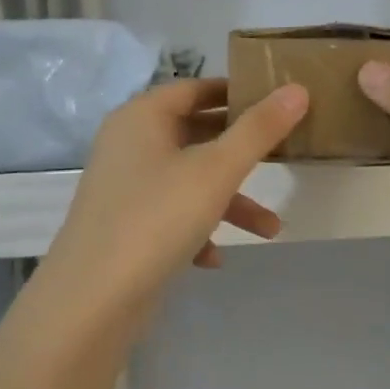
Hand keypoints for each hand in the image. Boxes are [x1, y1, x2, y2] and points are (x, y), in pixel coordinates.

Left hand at [40, 78, 308, 313]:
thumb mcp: (217, 170)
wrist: (92, 299)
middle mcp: (129, 145)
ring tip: (271, 230)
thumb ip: (259, 130)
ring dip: (229, 202)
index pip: (194, 88)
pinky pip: (170, 216)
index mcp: (142, 117)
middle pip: (194, 134)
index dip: (235, 92)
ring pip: (188, 181)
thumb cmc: (157, 218)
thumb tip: (297, 89)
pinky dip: (198, 230)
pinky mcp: (124, 226)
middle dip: (241, 154)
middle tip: (282, 156)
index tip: (276, 103)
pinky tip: (215, 259)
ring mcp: (125, 188)